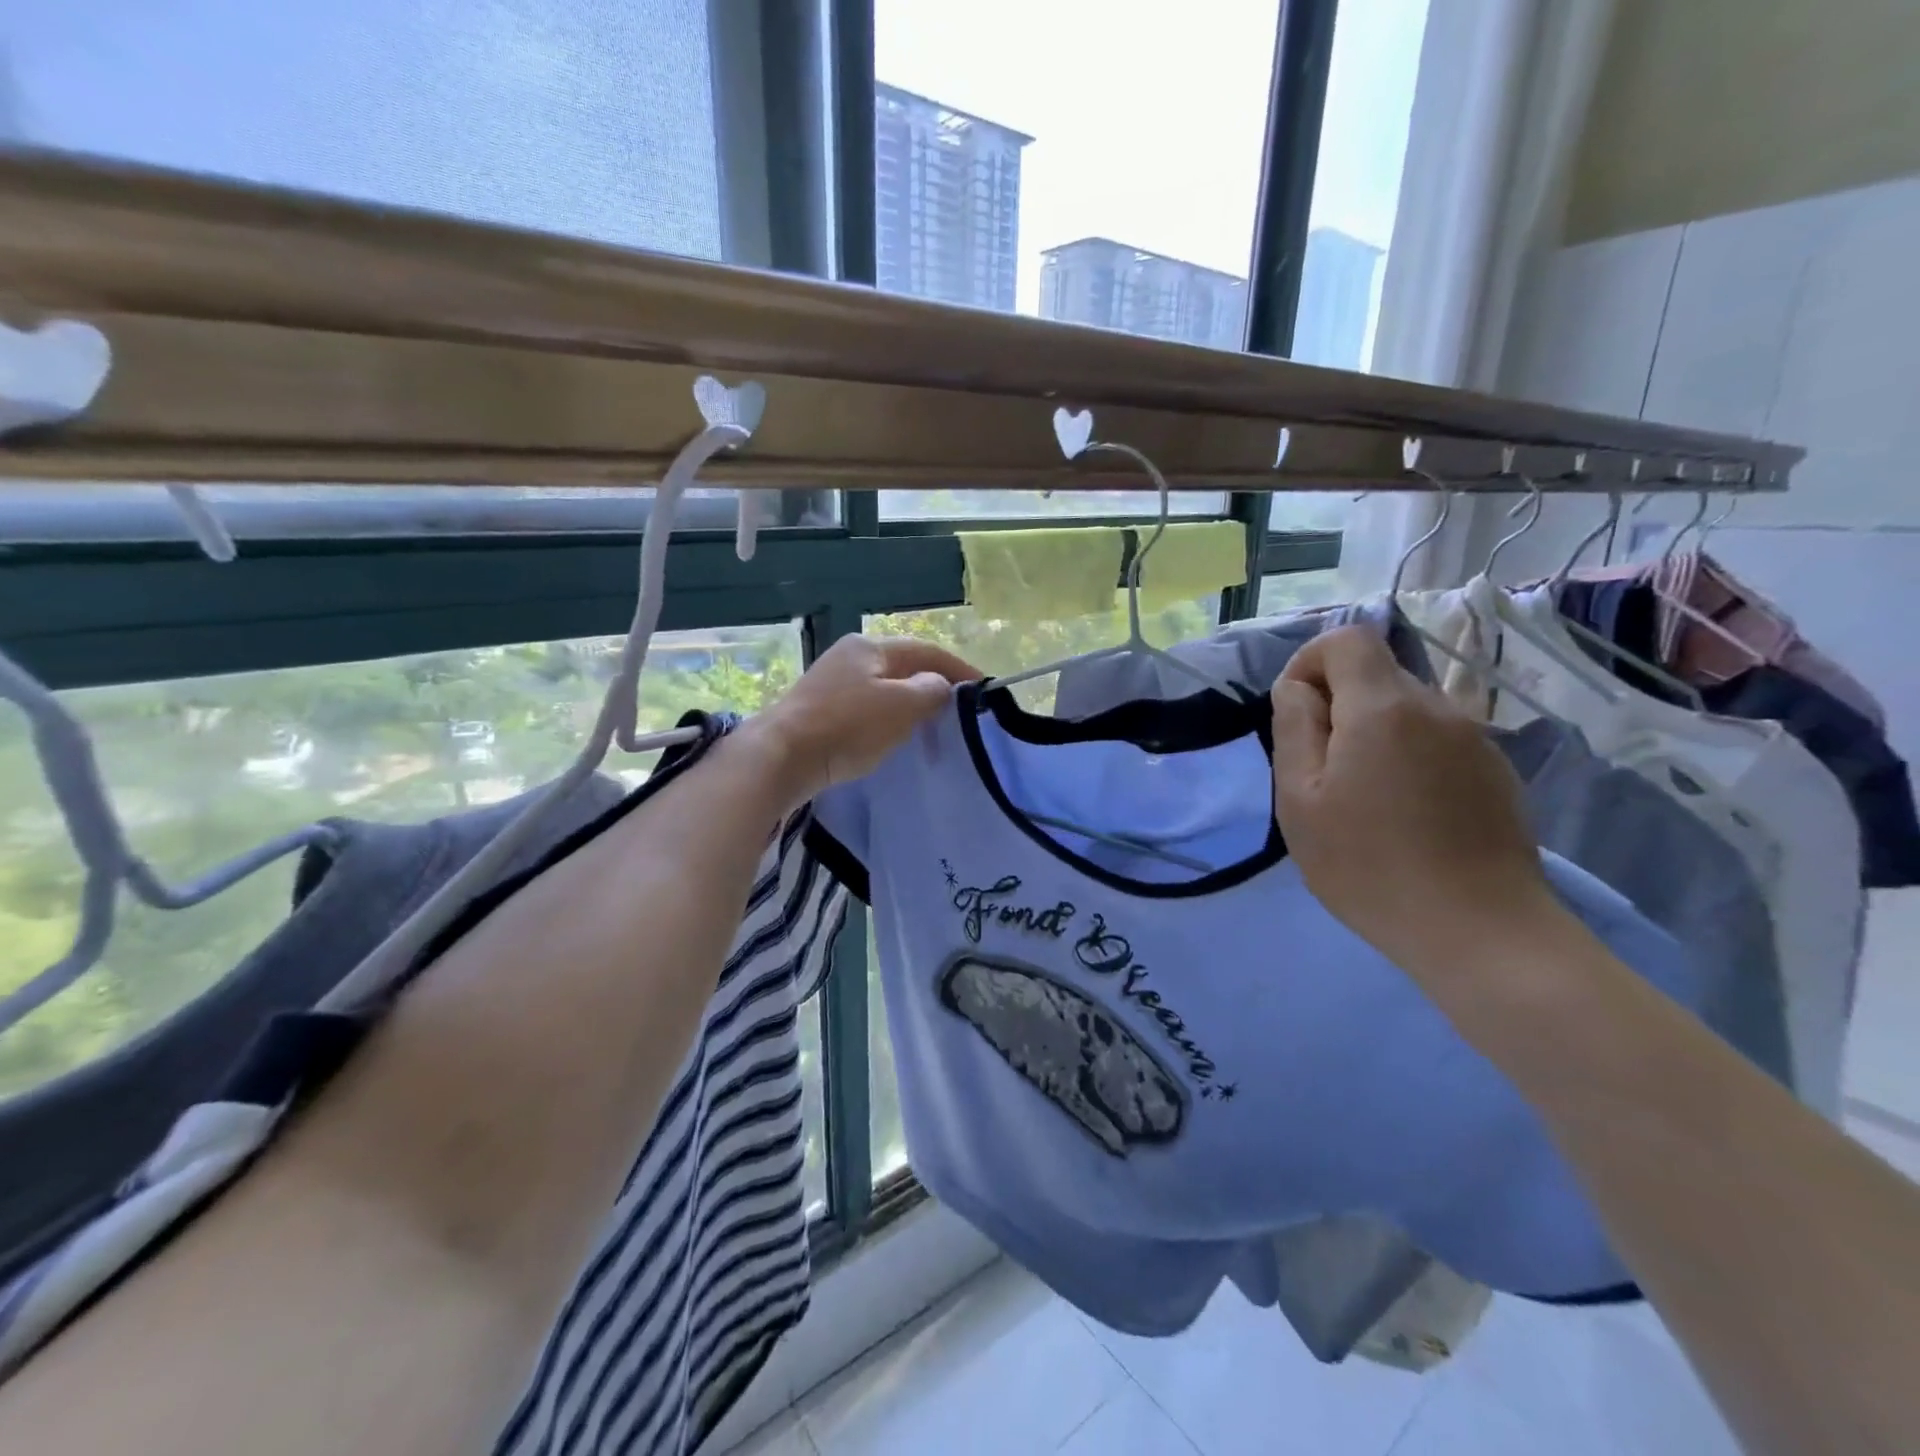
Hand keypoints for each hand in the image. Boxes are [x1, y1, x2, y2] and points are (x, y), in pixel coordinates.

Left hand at [749, 635, 978, 806]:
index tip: (985, 688)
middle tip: (959, 708)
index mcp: (871, 646)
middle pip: (904, 665)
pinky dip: (888, 716)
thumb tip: (939, 684)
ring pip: (885, 686)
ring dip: (911, 702)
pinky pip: (866, 705)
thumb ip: (930, 690)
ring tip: (932, 724)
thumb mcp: (901, 706)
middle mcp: (850, 655)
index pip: (927, 650)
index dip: (959, 668)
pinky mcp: (820, 708)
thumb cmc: (848, 726)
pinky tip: (893, 734)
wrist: (782, 756)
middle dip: (934, 683)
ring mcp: (831, 681)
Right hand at [1269, 626, 1559, 984]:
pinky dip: (1409, 758)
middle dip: (1338, 707)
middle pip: (1376, 675)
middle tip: (1322, 773)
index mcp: (1384, 707)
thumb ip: (1294, 728)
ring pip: (1406, 710)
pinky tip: (1407, 816)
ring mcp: (1475, 739)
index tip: (1297, 714)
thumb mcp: (1300, 799)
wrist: (1480, 931)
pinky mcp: (1496, 772)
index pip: (1347, 639)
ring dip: (1373, 735)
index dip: (1311, 663)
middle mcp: (1437, 707)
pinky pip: (1437, 741)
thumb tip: (1298, 689)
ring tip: (1363, 800)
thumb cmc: (1369, 865)